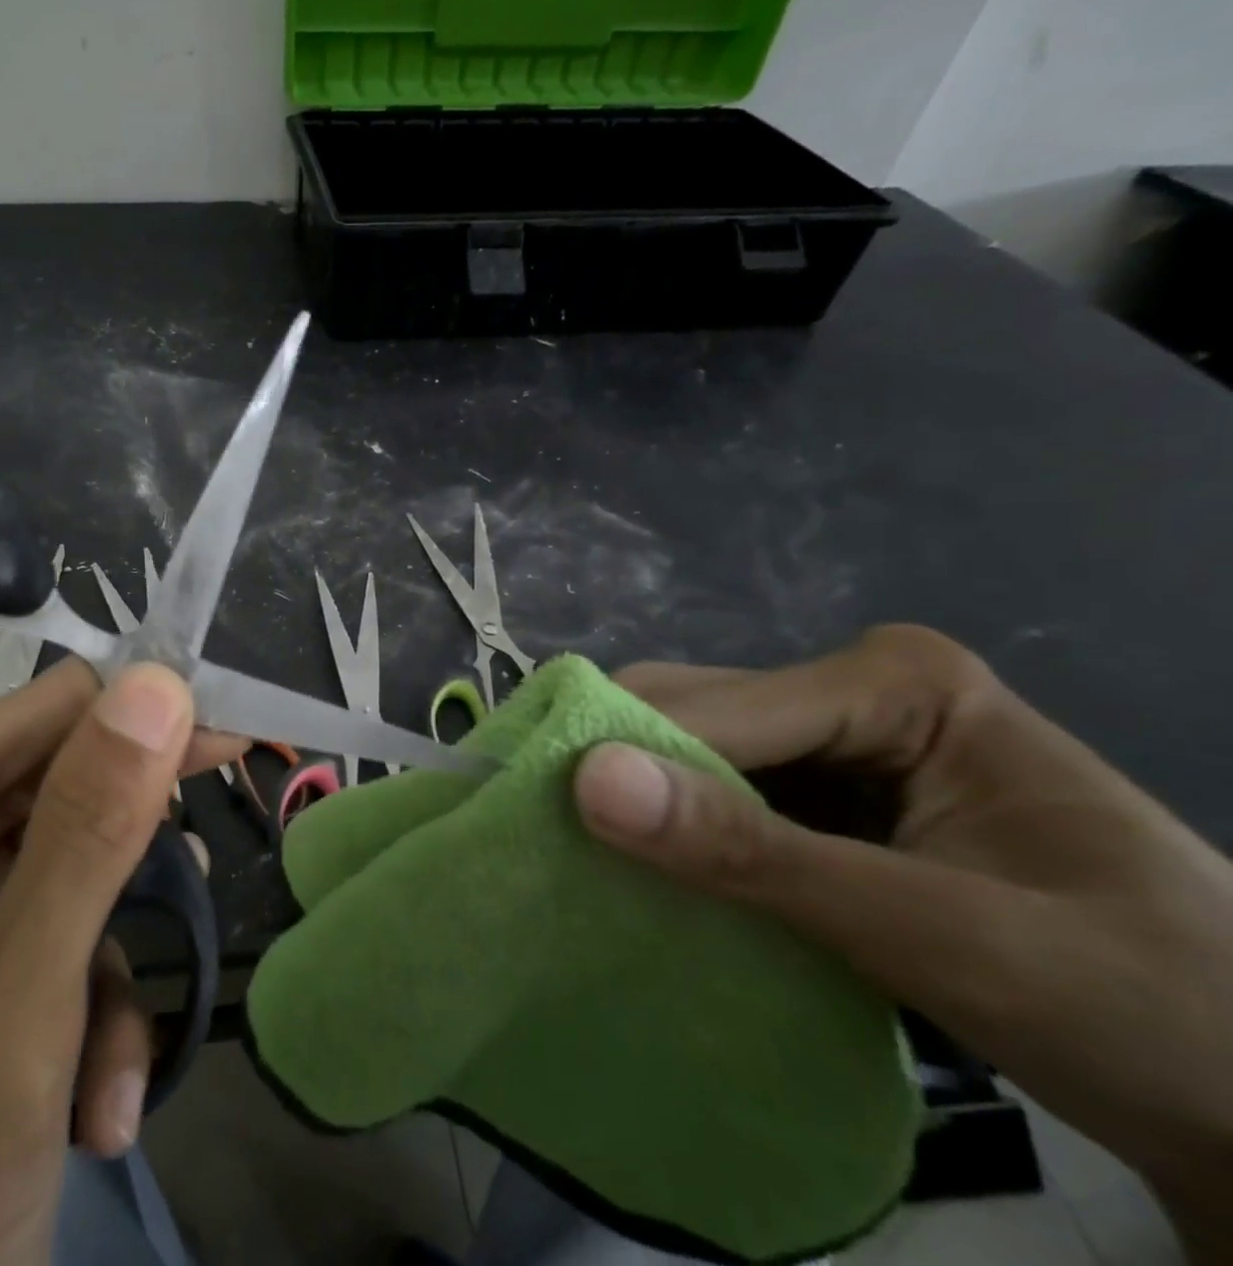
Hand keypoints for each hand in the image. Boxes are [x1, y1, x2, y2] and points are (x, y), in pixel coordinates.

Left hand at [0, 659, 237, 1265]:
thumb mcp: (4, 1035)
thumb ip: (82, 845)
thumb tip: (155, 691)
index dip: (70, 713)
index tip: (174, 675)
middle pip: (0, 821)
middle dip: (106, 828)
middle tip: (217, 759)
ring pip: (33, 890)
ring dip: (100, 956)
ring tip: (132, 1030)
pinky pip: (34, 962)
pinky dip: (84, 1019)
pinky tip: (106, 1103)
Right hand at [572, 626, 1232, 1260]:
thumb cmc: (1154, 1011)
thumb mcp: (947, 936)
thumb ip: (759, 857)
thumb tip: (589, 783)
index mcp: (896, 681)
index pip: (720, 706)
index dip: (627, 755)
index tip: (537, 813)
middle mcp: (853, 688)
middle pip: (695, 714)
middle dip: (628, 775)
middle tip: (554, 843)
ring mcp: (838, 739)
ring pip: (694, 752)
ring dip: (644, 806)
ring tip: (586, 860)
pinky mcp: (826, 793)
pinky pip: (720, 796)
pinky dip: (678, 834)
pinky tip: (655, 872)